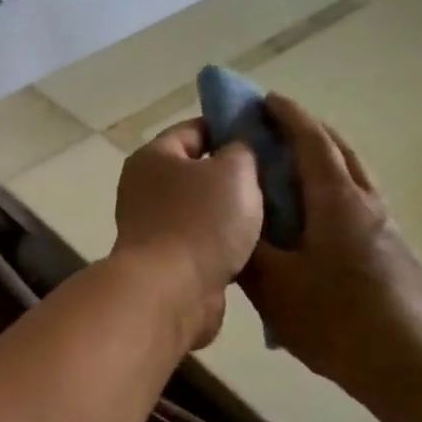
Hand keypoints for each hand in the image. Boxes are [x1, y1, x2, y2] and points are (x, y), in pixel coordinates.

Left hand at [112, 119, 263, 349]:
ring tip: (274, 212)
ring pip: (203, 209)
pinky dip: (224, 243)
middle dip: (236, 175)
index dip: (232, 129)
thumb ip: (243, 149)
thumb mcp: (235, 171)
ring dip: (232, 213)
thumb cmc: (201, 221)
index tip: (267, 139)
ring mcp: (153, 227)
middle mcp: (145, 188)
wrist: (171, 292)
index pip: (196, 129)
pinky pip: (202, 241)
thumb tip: (239, 147)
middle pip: (198, 171)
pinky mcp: (165, 261)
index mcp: (154, 157)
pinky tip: (256, 246)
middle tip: (276, 178)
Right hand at [239, 94, 421, 391]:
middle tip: (275, 129)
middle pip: (339, 151)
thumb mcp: (273, 284)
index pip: (311, 141)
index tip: (264, 99)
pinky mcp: (394, 253)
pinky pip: (358, 206)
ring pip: (353, 179)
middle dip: (308, 131)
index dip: (287, 115)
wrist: (408, 365)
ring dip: (324, 162)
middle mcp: (367, 203)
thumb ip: (247, 246)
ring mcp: (386, 228)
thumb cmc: (334, 318)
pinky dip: (333, 194)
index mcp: (337, 200)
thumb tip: (231, 218)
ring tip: (292, 173)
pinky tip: (315, 225)